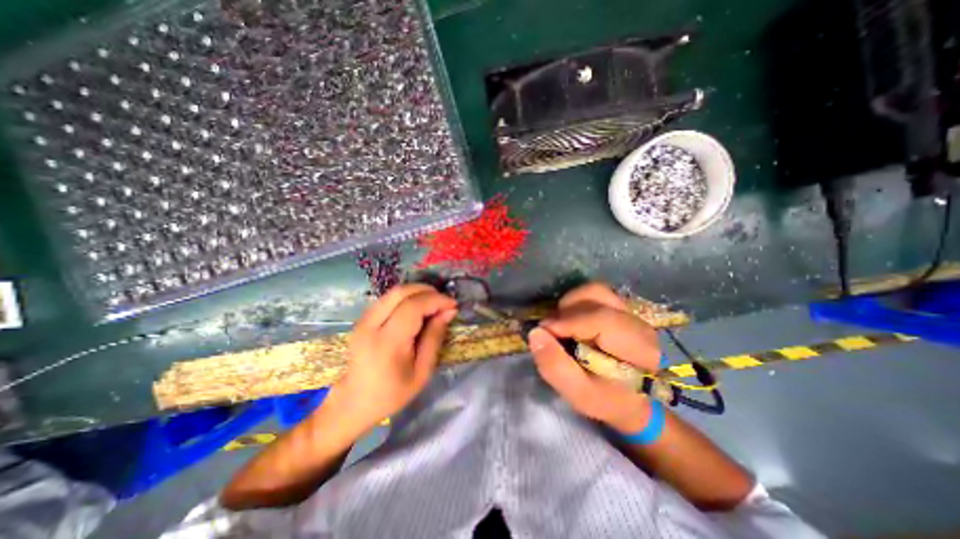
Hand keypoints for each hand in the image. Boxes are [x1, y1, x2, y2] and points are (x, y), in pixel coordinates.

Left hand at [330, 284, 456, 435]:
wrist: (354, 402)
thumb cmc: (392, 392)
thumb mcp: (422, 371)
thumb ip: (435, 337)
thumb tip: (448, 311)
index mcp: (387, 342)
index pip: (413, 307)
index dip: (436, 300)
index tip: (453, 305)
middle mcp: (371, 325)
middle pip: (401, 292)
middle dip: (427, 291)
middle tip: (444, 301)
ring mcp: (363, 320)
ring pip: (393, 292)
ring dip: (417, 292)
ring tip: (434, 303)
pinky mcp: (362, 319)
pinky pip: (387, 299)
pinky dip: (406, 297)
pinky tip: (417, 307)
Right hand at [529, 282, 665, 432]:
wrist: (633, 398)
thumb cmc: (607, 399)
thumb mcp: (580, 394)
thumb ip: (556, 367)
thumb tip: (535, 333)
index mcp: (639, 348)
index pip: (601, 319)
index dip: (567, 322)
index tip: (542, 332)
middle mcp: (638, 321)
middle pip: (596, 296)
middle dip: (566, 312)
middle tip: (551, 332)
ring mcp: (631, 310)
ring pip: (594, 291)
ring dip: (570, 305)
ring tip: (562, 326)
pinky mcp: (620, 306)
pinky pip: (594, 294)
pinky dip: (576, 303)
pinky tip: (571, 322)